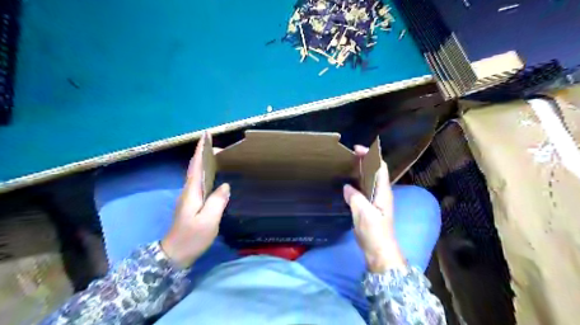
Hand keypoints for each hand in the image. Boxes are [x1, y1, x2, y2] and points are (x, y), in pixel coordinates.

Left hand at [160, 134, 231, 268]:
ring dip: (206, 163)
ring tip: (220, 157)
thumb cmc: (191, 237)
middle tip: (221, 147)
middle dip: (205, 154)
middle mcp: (189, 191)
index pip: (195, 166)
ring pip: (198, 175)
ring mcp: (189, 198)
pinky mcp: (192, 204)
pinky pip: (201, 183)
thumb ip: (217, 201)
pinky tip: (215, 176)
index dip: (200, 151)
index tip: (206, 136)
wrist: (174, 254)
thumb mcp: (208, 221)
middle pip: (196, 168)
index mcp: (192, 192)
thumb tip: (225, 186)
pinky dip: (207, 174)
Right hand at [341, 146, 404, 272]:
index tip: (357, 149)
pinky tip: (346, 186)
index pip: (380, 167)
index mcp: (383, 192)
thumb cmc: (375, 233)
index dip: (371, 156)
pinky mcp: (370, 208)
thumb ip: (355, 198)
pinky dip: (356, 184)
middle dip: (364, 161)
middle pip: (375, 172)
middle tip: (348, 157)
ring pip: (369, 181)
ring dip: (360, 172)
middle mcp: (381, 193)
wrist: (380, 253)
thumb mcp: (364, 214)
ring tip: (346, 167)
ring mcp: (376, 201)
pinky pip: (363, 191)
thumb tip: (347, 187)